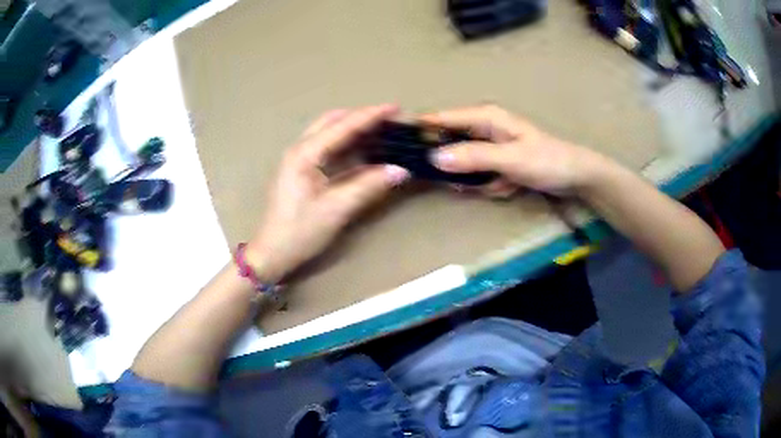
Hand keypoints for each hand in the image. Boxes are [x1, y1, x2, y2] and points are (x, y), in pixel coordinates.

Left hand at [246, 105, 409, 281]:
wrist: (272, 253)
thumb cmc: (300, 231)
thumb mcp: (337, 209)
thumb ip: (369, 186)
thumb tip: (401, 170)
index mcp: (305, 154)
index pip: (342, 126)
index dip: (370, 116)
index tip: (395, 107)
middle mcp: (300, 150)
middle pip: (332, 121)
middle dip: (360, 116)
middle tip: (388, 119)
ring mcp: (299, 159)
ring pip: (328, 132)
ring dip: (353, 128)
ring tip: (380, 129)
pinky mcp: (301, 171)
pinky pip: (327, 148)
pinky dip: (346, 144)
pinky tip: (362, 149)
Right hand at [422, 105, 607, 196]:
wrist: (576, 176)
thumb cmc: (547, 161)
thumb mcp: (511, 159)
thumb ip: (473, 157)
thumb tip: (434, 158)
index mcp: (485, 117)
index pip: (442, 118)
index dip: (420, 130)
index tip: (400, 147)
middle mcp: (483, 127)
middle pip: (449, 143)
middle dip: (455, 167)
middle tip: (465, 182)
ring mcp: (490, 146)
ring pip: (464, 164)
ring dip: (477, 180)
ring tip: (501, 184)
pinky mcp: (496, 161)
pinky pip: (479, 175)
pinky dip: (490, 185)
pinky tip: (508, 187)